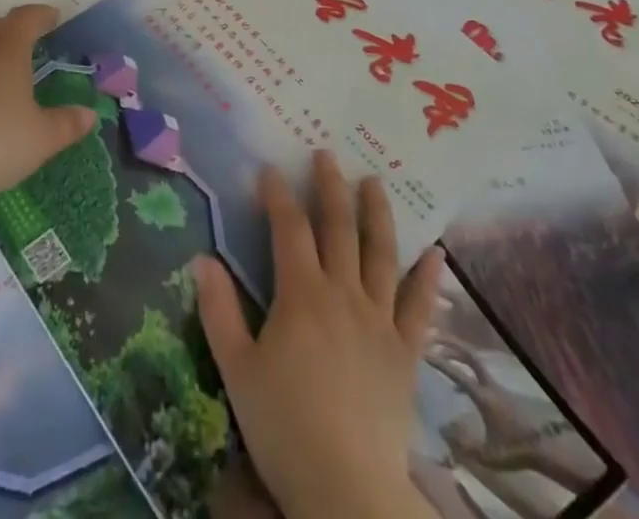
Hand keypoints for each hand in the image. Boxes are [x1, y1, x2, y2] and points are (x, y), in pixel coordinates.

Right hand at [195, 152, 442, 518]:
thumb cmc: (283, 427)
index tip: (270, 170)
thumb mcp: (236, 369)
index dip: (278, 195)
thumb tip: (202, 257)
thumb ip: (218, 310)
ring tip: (374, 182)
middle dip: (330, 187)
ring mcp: (379, 320)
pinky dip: (429, 278)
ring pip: (380, 254)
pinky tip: (436, 252)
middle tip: (327, 155)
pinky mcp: (405, 352)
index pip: (289, 229)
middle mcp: (343, 293)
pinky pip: (420, 307)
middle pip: (337, 228)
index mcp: (301, 294)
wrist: (346, 490)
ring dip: (377, 214)